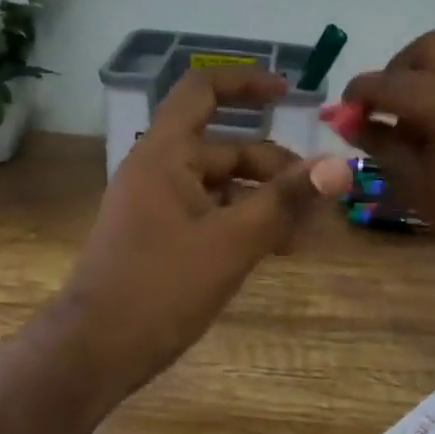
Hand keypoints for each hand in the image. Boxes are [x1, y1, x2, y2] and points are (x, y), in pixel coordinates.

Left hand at [58, 67, 351, 400]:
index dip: (246, 83)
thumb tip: (340, 165)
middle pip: (227, 149)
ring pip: (222, 187)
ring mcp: (158, 205)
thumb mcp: (232, 242)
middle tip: (318, 200)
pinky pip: (211, 215)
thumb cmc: (160, 288)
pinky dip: (243, 223)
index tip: (288, 94)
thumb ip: (286, 201)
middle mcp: (159, 170)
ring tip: (305, 232)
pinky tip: (276, 249)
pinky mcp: (161, 237)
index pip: (203, 90)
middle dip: (275, 169)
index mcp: (165, 154)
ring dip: (265, 201)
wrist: (94, 350)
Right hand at [341, 31, 434, 308]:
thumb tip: (348, 120)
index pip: (388, 82)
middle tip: (384, 110)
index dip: (358, 95)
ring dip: (428, 76)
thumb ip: (381, 144)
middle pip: (428, 49)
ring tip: (416, 122)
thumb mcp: (419, 187)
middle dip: (397, 71)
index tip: (344, 115)